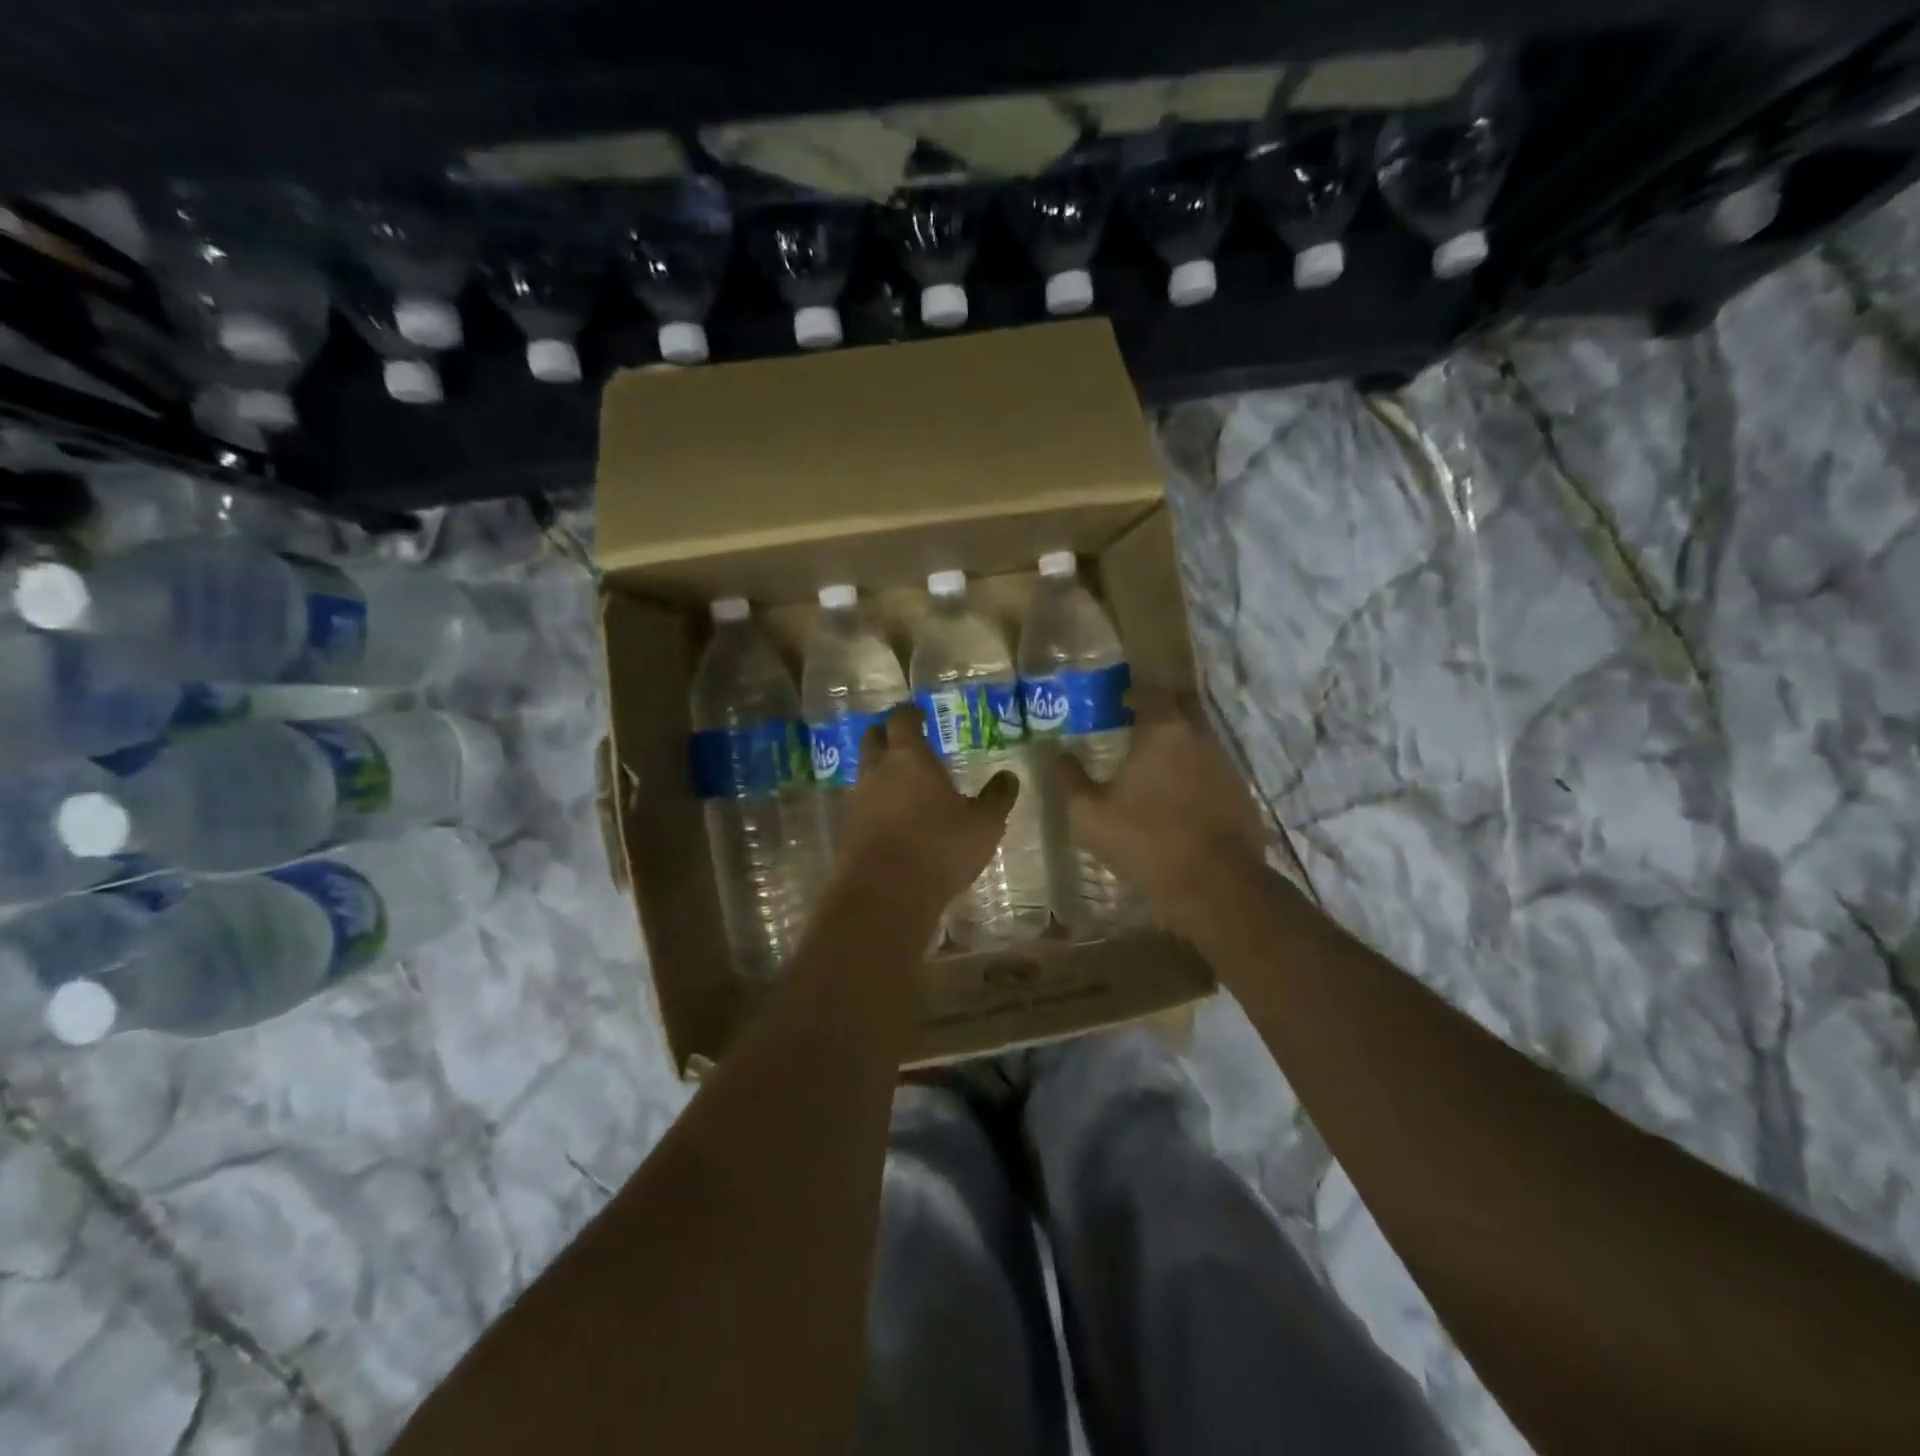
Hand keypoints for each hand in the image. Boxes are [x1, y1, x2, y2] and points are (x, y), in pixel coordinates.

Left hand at [833, 705, 1018, 914]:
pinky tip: (894, 821)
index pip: (902, 720)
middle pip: (873, 739)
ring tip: (904, 785)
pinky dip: (876, 806)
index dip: (910, 714)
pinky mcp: (847, 832)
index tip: (920, 714)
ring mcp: (857, 801)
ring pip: (865, 774)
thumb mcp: (983, 824)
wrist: (885, 894)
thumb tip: (1009, 777)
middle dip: (886, 736)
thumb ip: (997, 798)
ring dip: (880, 774)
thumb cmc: (939, 847)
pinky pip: (861, 807)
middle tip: (905, 741)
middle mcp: (877, 771)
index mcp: (908, 757)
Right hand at [1054, 690, 1267, 926]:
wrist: (1214, 886)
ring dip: (1180, 744)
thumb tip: (1058, 756)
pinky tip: (1180, 797)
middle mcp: (1200, 737)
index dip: (1135, 694)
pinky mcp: (1241, 794)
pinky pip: (1213, 770)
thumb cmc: (1145, 841)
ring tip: (1155, 764)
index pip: (1152, 693)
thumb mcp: (1089, 815)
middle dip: (1163, 709)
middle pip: (1184, 707)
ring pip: (1201, 739)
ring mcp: (1226, 765)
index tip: (1119, 703)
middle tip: (1138, 724)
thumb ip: (1070, 780)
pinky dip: (1195, 773)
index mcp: (1163, 731)